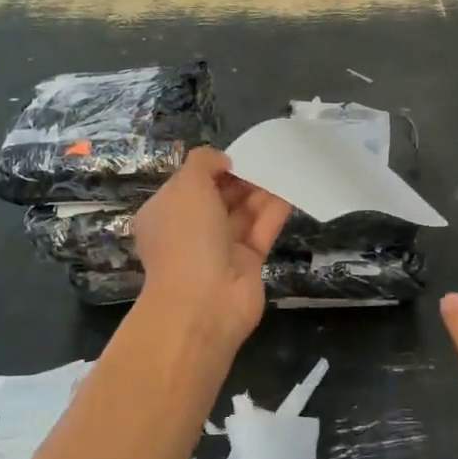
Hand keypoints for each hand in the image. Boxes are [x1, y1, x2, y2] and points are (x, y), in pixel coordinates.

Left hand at [134, 148, 291, 349]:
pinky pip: (262, 230)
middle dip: (241, 178)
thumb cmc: (187, 237)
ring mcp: (220, 249)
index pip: (189, 184)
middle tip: (267, 157)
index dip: (212, 168)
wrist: (204, 302)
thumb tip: (222, 160)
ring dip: (261, 191)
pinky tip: (292, 188)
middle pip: (219, 197)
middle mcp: (190, 231)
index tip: (237, 156)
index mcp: (165, 213)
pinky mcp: (248, 263)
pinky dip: (275, 210)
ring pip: (243, 213)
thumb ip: (203, 163)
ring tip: (284, 166)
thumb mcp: (186, 187)